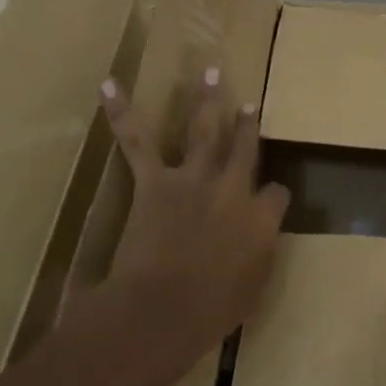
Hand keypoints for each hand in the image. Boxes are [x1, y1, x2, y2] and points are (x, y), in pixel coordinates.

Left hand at [96, 68, 290, 365]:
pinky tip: (110, 85)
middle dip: (247, 124)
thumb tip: (261, 240)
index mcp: (261, 218)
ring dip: (208, 98)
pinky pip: (138, 140)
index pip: (276, 194)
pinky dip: (121, 112)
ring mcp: (195, 178)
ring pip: (205, 129)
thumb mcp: (252, 291)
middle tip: (248, 103)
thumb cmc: (210, 314)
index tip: (269, 201)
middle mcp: (233, 187)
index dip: (272, 197)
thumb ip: (260, 257)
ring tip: (211, 71)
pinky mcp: (157, 180)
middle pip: (245, 147)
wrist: (162, 311)